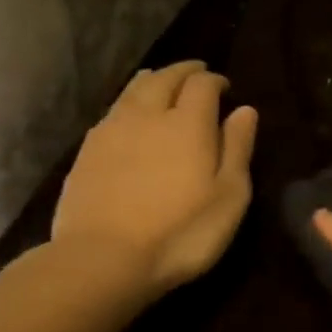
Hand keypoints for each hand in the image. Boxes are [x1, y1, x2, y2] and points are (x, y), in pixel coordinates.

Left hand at [52, 62, 257, 294]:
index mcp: (188, 123)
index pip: (202, 84)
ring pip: (133, 90)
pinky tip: (130, 117)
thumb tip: (245, 109)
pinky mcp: (87, 151)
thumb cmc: (181, 232)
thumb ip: (238, 148)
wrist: (103, 259)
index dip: (215, 80)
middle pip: (164, 78)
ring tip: (163, 83)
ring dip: (153, 81)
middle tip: (196, 74)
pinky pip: (112, 111)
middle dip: (183, 71)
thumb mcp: (229, 195)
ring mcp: (112, 131)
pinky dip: (128, 104)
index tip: (225, 88)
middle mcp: (148, 115)